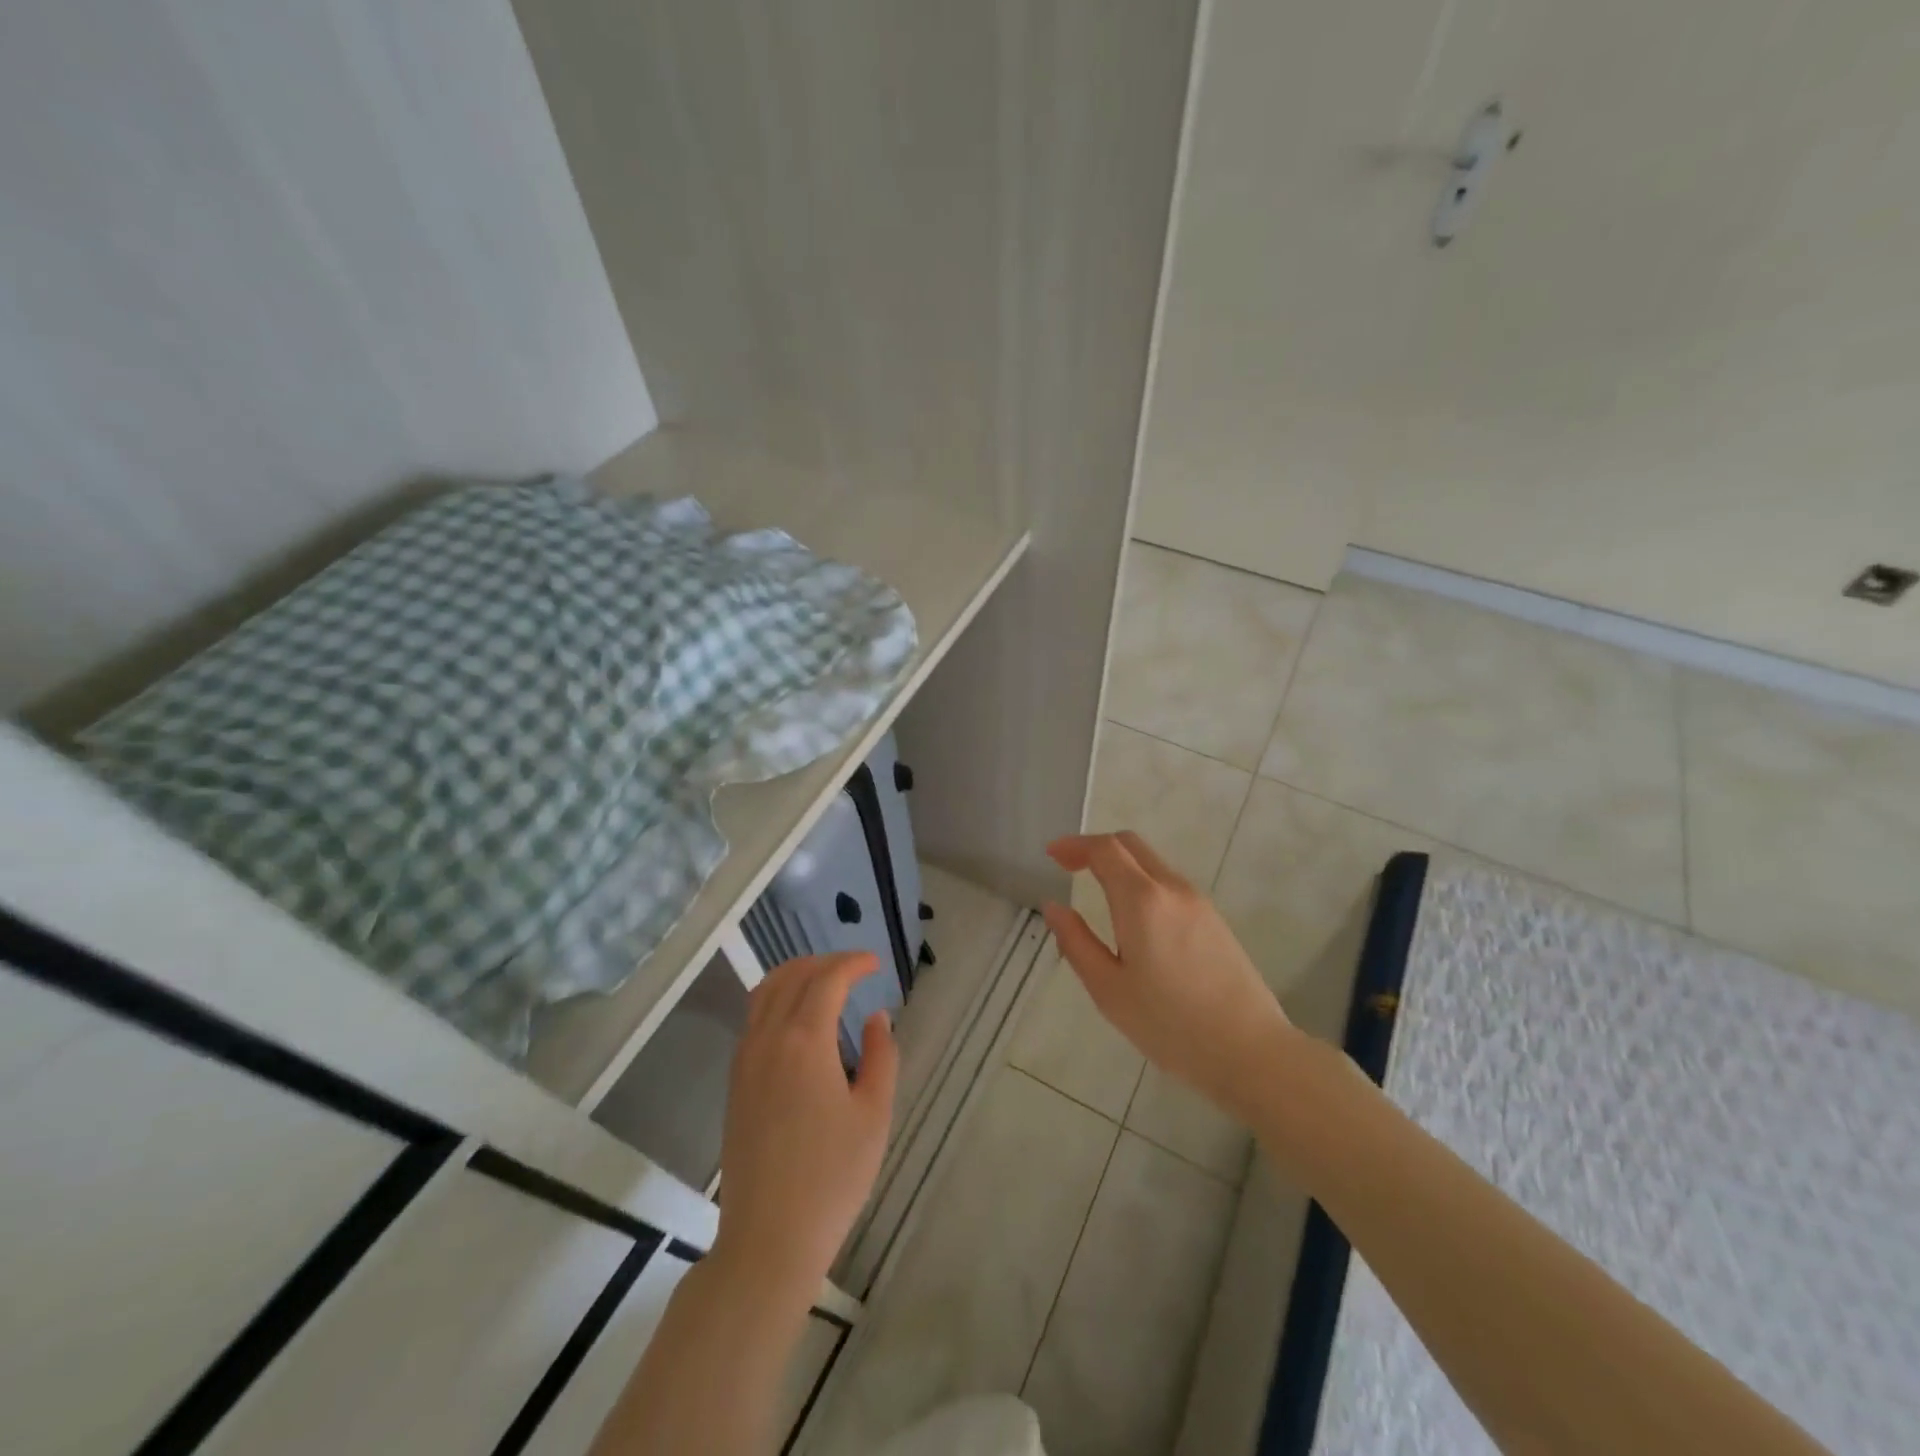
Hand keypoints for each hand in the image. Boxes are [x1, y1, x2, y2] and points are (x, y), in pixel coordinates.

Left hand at [711, 953, 897, 1302]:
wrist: (768, 1238)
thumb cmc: (832, 1177)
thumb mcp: (874, 1115)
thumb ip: (880, 1057)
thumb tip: (877, 1018)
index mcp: (805, 1041)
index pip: (827, 979)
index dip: (853, 964)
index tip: (876, 964)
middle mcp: (768, 1039)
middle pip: (791, 977)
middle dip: (824, 962)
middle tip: (854, 968)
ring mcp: (745, 1060)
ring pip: (765, 993)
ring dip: (795, 976)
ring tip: (825, 982)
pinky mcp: (735, 1083)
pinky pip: (753, 1019)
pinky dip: (777, 1000)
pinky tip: (798, 1020)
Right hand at [1043, 831, 1294, 1122]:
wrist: (1250, 1051)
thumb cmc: (1170, 1024)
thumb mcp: (1109, 989)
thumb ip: (1076, 942)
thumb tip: (1053, 907)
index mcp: (1142, 900)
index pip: (1105, 849)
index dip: (1075, 845)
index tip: (1052, 855)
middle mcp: (1172, 889)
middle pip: (1131, 845)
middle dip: (1096, 847)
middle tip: (1068, 866)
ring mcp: (1198, 902)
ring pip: (1152, 863)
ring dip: (1121, 865)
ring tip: (1097, 892)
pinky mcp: (1214, 919)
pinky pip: (1169, 884)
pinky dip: (1142, 882)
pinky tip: (1133, 918)